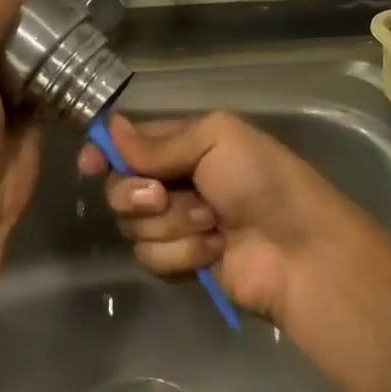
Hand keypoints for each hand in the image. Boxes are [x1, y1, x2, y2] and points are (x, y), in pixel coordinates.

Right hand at [76, 111, 348, 324]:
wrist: (299, 251)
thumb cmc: (262, 182)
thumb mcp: (216, 139)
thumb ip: (159, 140)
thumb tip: (110, 129)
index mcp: (185, 145)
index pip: (128, 145)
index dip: (105, 153)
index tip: (91, 165)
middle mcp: (175, 182)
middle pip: (120, 188)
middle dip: (138, 194)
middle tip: (164, 196)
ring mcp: (177, 225)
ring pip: (133, 226)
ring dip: (172, 226)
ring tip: (212, 224)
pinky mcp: (180, 262)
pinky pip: (150, 257)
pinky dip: (182, 253)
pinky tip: (215, 250)